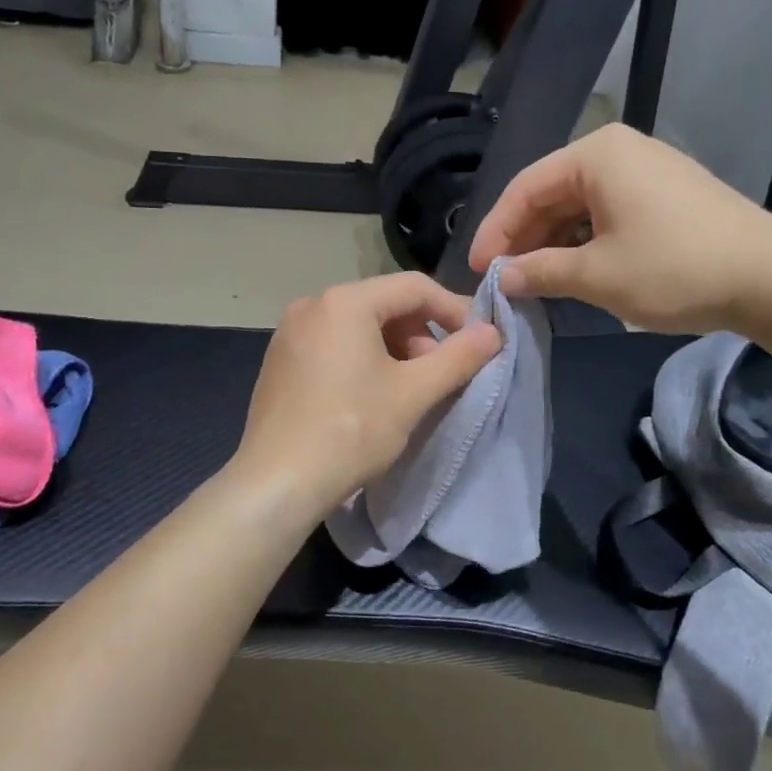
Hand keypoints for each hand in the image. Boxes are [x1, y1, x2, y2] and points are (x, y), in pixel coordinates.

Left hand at [234, 273, 501, 514]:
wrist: (278, 482)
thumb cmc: (351, 431)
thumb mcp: (414, 393)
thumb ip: (459, 357)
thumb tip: (493, 332)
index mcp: (344, 301)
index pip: (415, 288)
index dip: (454, 310)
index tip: (477, 343)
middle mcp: (312, 305)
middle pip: (384, 304)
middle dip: (420, 335)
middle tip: (438, 375)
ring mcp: (289, 333)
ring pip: (358, 327)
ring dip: (393, 350)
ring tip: (407, 391)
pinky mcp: (280, 361)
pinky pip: (332, 345)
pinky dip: (361, 360)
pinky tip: (369, 398)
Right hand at [467, 124, 771, 333]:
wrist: (771, 278)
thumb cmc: (673, 268)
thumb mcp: (596, 275)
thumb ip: (539, 271)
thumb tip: (502, 277)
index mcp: (596, 155)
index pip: (525, 189)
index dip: (494, 231)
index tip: (478, 270)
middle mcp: (618, 151)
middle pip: (550, 194)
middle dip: (523, 239)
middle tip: (503, 280)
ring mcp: (645, 171)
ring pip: (578, 207)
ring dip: (552, 245)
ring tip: (533, 282)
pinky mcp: (665, 195)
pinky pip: (606, 214)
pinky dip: (584, 243)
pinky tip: (573, 273)